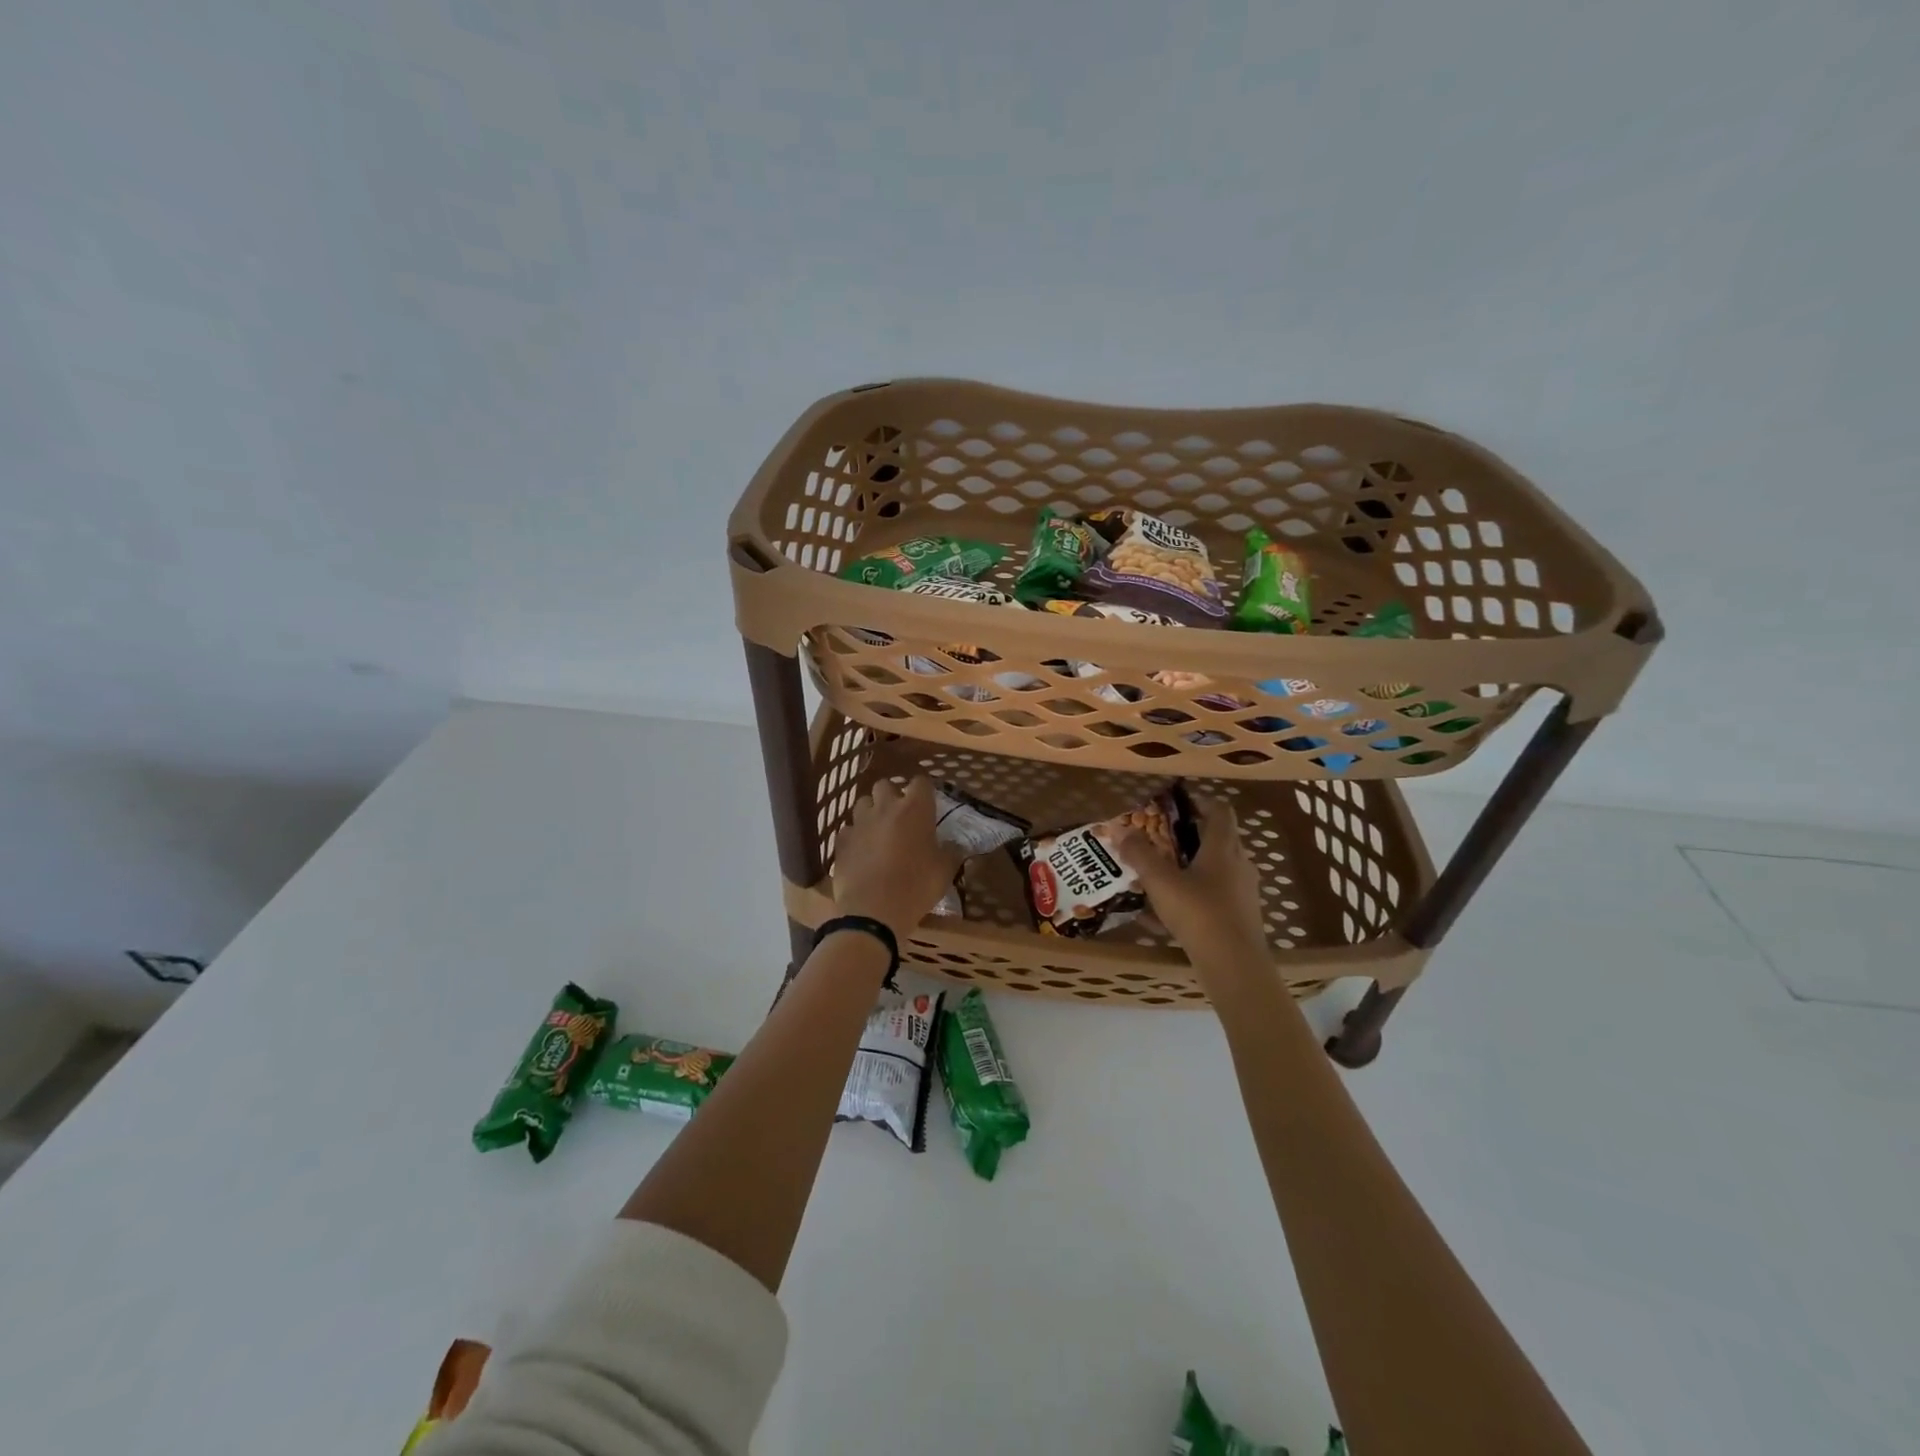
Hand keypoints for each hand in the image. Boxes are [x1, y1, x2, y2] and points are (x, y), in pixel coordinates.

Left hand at [830, 777, 965, 935]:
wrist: (874, 911)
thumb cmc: (916, 886)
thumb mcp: (945, 871)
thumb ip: (951, 852)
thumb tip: (956, 845)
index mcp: (915, 809)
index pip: (921, 782)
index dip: (924, 791)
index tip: (927, 803)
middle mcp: (886, 808)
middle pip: (885, 784)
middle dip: (892, 795)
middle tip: (900, 815)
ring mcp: (860, 823)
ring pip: (863, 803)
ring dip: (871, 812)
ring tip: (878, 830)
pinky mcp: (842, 841)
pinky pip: (848, 829)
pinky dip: (855, 836)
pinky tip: (861, 851)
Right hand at [1116, 797, 1269, 978]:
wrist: (1234, 965)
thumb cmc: (1198, 913)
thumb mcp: (1160, 881)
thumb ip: (1139, 854)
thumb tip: (1122, 830)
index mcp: (1223, 848)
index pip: (1220, 811)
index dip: (1200, 803)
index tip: (1176, 807)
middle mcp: (1239, 864)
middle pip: (1218, 840)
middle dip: (1189, 838)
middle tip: (1161, 842)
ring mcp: (1243, 892)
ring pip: (1216, 870)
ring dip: (1191, 869)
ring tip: (1161, 878)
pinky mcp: (1241, 917)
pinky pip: (1214, 897)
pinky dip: (1193, 898)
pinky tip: (1165, 918)